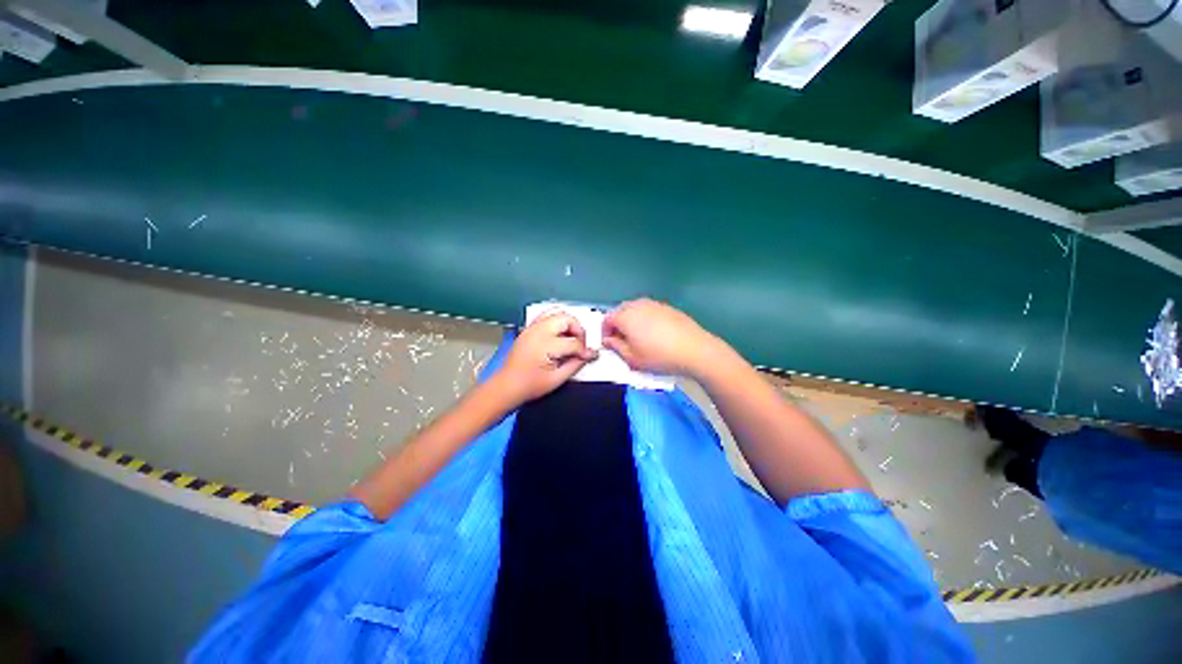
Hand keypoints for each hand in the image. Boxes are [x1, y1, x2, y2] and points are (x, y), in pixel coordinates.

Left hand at [492, 312, 597, 405]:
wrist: (507, 386)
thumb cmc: (530, 385)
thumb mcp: (557, 379)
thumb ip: (575, 364)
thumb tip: (589, 355)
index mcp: (546, 344)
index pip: (573, 342)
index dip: (585, 350)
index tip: (590, 356)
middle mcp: (539, 331)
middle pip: (566, 319)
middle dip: (578, 330)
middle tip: (581, 344)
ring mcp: (532, 328)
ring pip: (556, 313)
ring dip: (568, 324)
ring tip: (572, 337)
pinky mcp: (529, 330)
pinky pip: (546, 316)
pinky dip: (556, 321)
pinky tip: (560, 334)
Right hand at [602, 299, 720, 376]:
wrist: (694, 350)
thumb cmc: (659, 357)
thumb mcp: (633, 359)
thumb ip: (616, 348)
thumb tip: (608, 340)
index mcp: (626, 317)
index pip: (607, 319)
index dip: (604, 332)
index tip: (609, 343)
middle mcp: (638, 305)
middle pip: (620, 310)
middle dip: (617, 324)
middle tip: (621, 340)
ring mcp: (654, 304)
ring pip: (635, 308)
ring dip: (631, 319)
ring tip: (638, 337)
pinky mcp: (667, 307)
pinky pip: (649, 310)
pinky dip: (645, 318)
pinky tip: (654, 333)